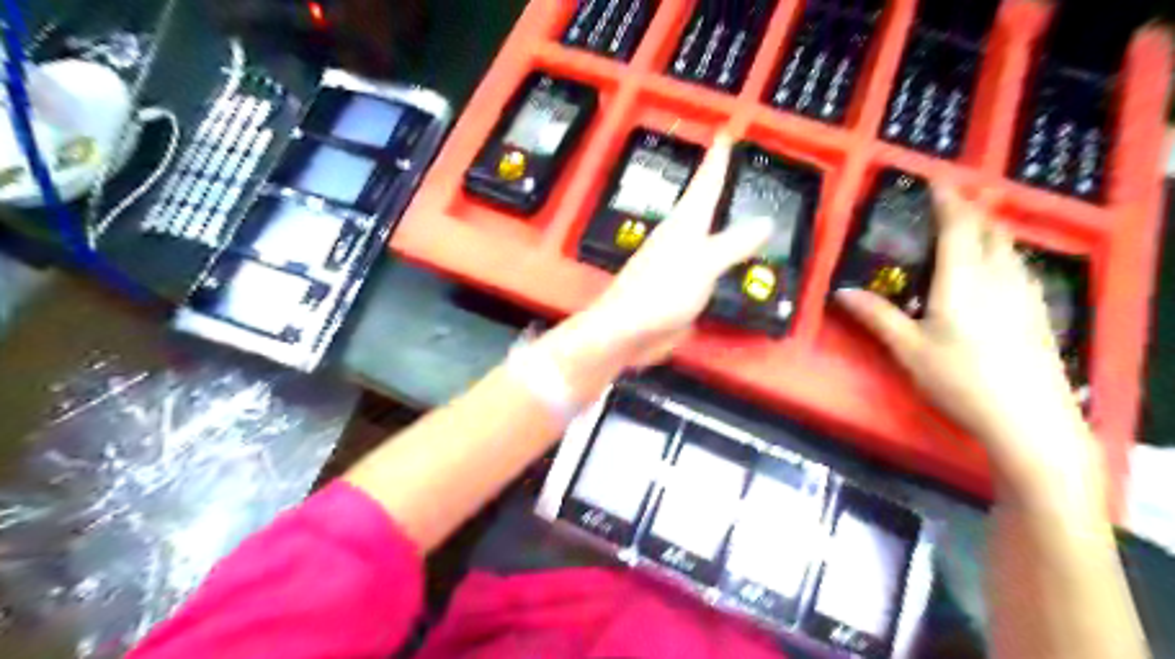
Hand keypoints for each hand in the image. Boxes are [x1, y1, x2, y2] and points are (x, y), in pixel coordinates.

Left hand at [584, 133, 772, 368]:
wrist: (627, 331)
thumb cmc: (661, 291)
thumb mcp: (703, 263)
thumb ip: (734, 244)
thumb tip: (765, 221)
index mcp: (684, 223)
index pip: (705, 183)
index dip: (717, 159)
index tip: (725, 133)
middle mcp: (679, 238)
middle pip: (702, 205)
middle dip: (719, 186)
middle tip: (740, 171)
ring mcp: (677, 264)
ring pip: (705, 235)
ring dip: (721, 222)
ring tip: (741, 210)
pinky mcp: (678, 288)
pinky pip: (707, 265)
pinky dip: (722, 257)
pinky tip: (732, 262)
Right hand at [834, 189, 1102, 497]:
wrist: (1029, 419)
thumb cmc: (960, 380)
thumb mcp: (909, 349)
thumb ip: (877, 316)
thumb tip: (841, 292)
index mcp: (963, 279)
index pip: (958, 226)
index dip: (947, 200)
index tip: (935, 181)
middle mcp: (999, 276)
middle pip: (990, 229)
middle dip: (971, 209)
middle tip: (949, 203)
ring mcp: (1025, 293)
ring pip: (1009, 246)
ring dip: (989, 229)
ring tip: (970, 227)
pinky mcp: (1038, 311)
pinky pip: (1019, 266)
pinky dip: (1003, 252)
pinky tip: (996, 268)